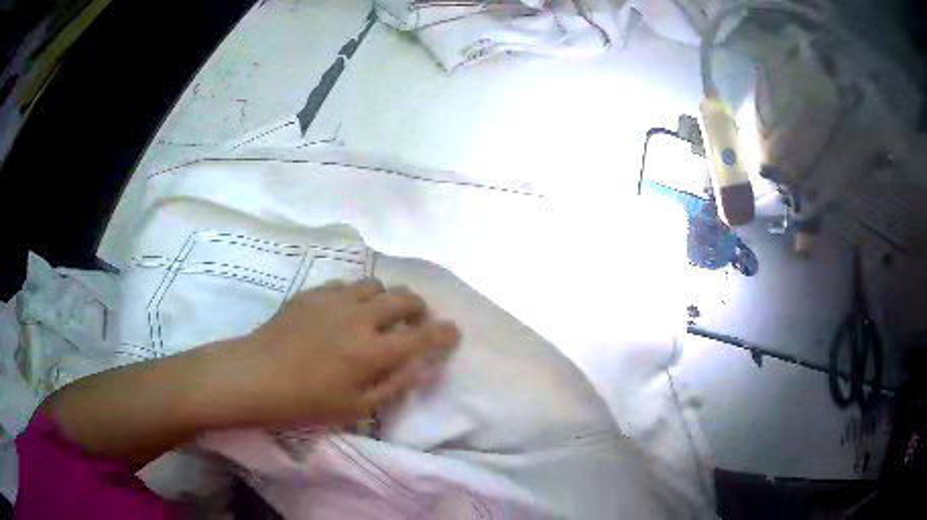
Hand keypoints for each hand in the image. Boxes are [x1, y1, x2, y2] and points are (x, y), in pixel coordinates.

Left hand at [210, 279, 459, 427]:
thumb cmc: (305, 401)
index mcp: (372, 351)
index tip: (453, 331)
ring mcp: (334, 300)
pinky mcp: (312, 293)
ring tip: (377, 315)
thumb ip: (394, 385)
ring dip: (385, 298)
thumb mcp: (354, 408)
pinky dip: (355, 296)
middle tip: (415, 321)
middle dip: (418, 308)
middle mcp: (359, 318)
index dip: (444, 333)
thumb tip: (421, 366)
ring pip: (374, 284)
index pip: (422, 337)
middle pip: (403, 298)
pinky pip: (345, 285)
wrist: (255, 376)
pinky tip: (343, 312)